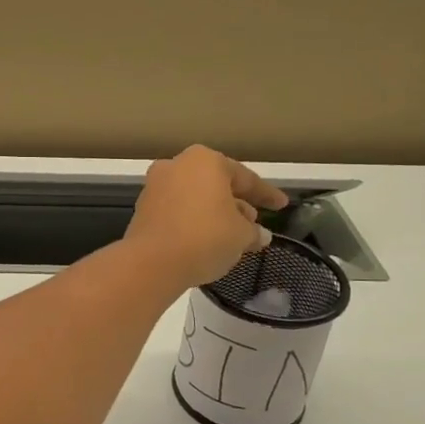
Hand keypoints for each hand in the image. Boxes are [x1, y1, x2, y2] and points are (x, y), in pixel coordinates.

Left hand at [125, 146, 287, 290]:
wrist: (152, 262)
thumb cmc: (205, 238)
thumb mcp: (241, 235)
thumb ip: (254, 232)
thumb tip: (260, 235)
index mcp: (205, 161)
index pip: (244, 178)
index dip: (266, 194)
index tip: (282, 204)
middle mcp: (176, 165)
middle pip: (216, 184)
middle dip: (237, 203)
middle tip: (255, 222)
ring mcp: (155, 186)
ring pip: (195, 198)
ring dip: (215, 213)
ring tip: (234, 235)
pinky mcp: (143, 209)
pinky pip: (177, 211)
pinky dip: (194, 221)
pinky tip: (207, 240)